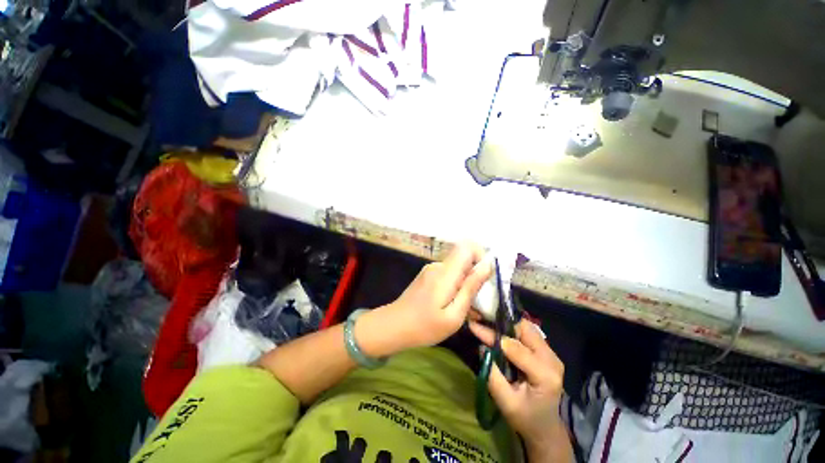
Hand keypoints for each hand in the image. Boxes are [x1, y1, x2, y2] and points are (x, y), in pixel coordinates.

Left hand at [369, 242, 490, 351]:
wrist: (393, 326)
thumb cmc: (424, 327)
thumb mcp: (454, 315)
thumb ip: (470, 288)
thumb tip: (487, 266)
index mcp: (445, 273)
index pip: (467, 247)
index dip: (481, 257)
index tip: (486, 278)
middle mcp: (438, 266)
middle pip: (464, 258)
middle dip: (476, 276)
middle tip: (479, 301)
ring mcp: (431, 269)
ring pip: (458, 268)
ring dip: (466, 284)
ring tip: (467, 309)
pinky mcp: (428, 275)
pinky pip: (448, 275)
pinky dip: (456, 287)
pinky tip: (453, 306)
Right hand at [469, 320, 567, 450]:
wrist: (545, 427)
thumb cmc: (525, 418)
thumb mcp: (506, 402)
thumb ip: (493, 375)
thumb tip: (481, 347)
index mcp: (545, 375)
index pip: (515, 347)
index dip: (493, 336)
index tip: (474, 327)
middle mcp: (552, 359)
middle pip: (525, 330)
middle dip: (501, 324)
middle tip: (481, 321)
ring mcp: (552, 354)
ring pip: (526, 328)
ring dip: (507, 325)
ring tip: (488, 324)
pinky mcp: (547, 352)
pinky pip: (528, 333)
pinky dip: (512, 329)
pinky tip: (500, 331)